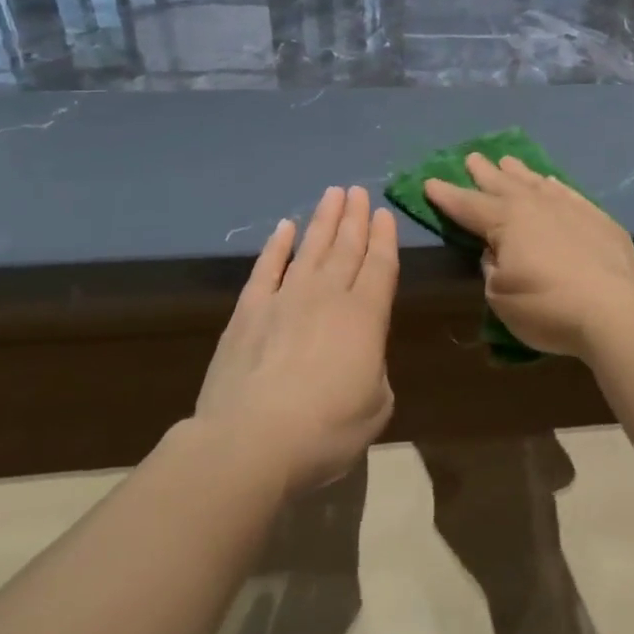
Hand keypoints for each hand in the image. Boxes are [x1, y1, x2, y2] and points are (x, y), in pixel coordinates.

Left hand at [195, 186, 397, 492]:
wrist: (252, 442)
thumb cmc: (327, 431)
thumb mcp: (376, 406)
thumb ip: (374, 370)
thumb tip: (361, 357)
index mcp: (366, 317)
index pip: (380, 266)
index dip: (385, 238)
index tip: (385, 213)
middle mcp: (328, 297)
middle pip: (346, 248)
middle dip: (356, 218)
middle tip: (359, 192)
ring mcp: (285, 299)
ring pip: (310, 248)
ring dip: (324, 220)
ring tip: (333, 194)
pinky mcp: (249, 312)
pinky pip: (267, 268)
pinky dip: (277, 246)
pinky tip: (285, 227)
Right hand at [425, 154, 633, 359]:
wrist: (616, 308)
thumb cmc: (548, 306)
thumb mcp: (501, 296)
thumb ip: (493, 269)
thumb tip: (497, 252)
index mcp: (505, 221)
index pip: (467, 205)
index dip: (447, 195)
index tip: (429, 182)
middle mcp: (534, 205)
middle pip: (502, 184)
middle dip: (483, 172)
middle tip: (471, 157)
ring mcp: (569, 207)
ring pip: (536, 182)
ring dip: (518, 172)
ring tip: (507, 161)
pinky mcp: (597, 217)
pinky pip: (567, 192)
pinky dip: (554, 185)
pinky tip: (551, 182)